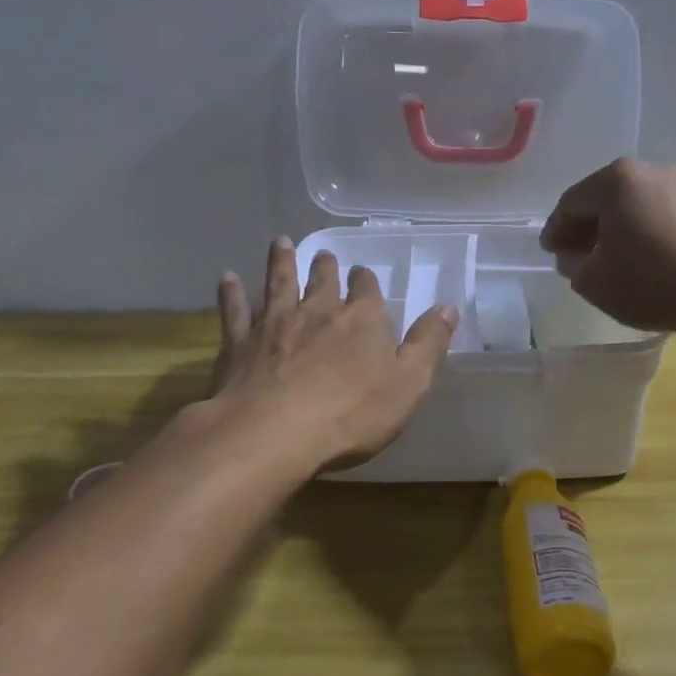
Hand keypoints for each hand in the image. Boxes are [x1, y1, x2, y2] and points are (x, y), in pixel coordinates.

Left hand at [209, 238, 457, 468]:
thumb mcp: (408, 384)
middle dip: (325, 266)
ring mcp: (275, 324)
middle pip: (322, 281)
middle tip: (323, 253)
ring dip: (281, 262)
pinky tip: (227, 278)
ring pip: (279, 283)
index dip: (365, 281)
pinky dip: (232, 292)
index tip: (362, 274)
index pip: (366, 290)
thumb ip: (428, 344)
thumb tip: (448, 307)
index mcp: (361, 320)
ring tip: (281, 242)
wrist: (272, 433)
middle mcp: (318, 311)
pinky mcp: (240, 344)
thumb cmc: (350, 414)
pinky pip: (236, 310)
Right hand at [539, 158, 675, 333]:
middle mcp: (648, 171)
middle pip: (602, 199)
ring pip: (630, 206)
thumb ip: (571, 263)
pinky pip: (655, 215)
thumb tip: (573, 255)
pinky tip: (634, 258)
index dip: (555, 229)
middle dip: (584, 228)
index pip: (571, 203)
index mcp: (615, 179)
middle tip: (572, 256)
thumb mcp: (592, 280)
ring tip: (603, 260)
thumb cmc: (647, 281)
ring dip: (612, 230)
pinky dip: (638, 232)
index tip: (549, 252)